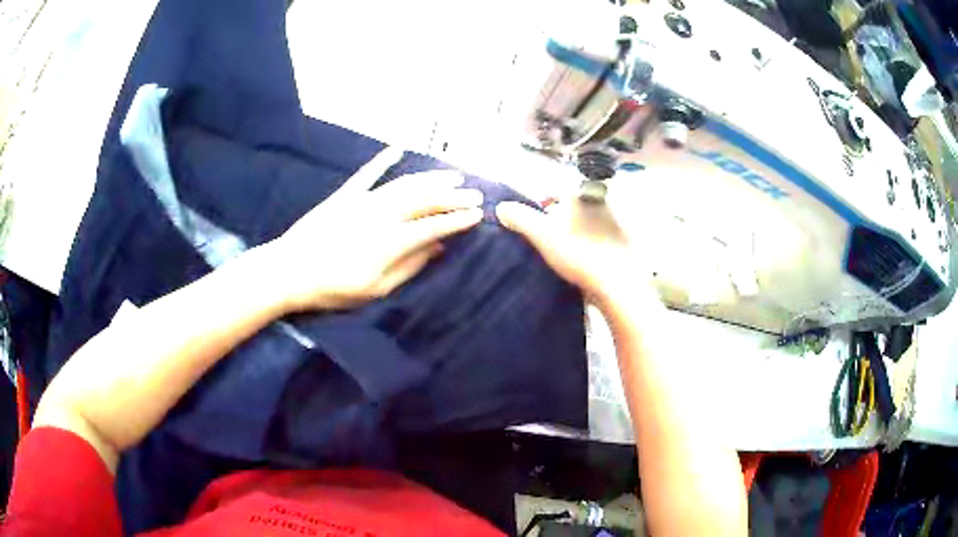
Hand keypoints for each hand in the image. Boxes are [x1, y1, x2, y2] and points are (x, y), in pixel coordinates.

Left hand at [267, 147, 482, 310]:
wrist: (289, 271)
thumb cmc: (333, 287)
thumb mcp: (375, 289)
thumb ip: (409, 267)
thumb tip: (437, 249)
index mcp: (391, 241)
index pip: (434, 225)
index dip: (458, 220)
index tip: (478, 216)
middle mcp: (382, 214)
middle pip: (425, 200)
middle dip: (454, 196)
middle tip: (476, 194)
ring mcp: (363, 200)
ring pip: (405, 184)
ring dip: (431, 178)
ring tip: (453, 175)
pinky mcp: (345, 195)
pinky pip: (368, 173)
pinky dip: (383, 159)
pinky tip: (398, 148)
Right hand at [496, 197, 640, 303]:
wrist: (616, 283)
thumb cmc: (578, 252)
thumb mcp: (542, 234)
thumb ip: (520, 218)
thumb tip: (501, 207)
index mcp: (580, 195)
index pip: (554, 193)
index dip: (539, 209)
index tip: (533, 229)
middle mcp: (600, 203)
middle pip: (569, 209)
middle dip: (556, 222)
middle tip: (545, 243)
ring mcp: (614, 223)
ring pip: (584, 224)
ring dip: (573, 236)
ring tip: (561, 256)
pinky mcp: (622, 244)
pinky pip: (598, 240)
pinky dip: (588, 248)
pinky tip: (580, 264)